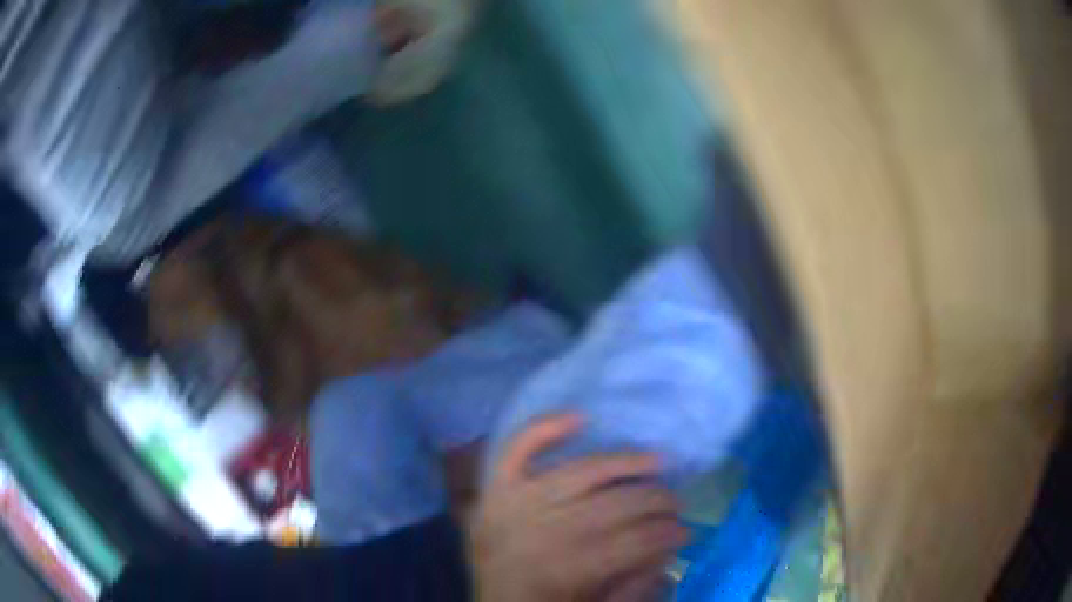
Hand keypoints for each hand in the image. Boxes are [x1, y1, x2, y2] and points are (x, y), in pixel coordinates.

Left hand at [470, 415, 686, 601]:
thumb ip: (634, 584)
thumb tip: (669, 548)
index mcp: (564, 571)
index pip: (632, 542)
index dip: (666, 534)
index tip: (686, 533)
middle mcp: (538, 532)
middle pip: (613, 504)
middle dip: (656, 501)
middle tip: (677, 504)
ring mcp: (513, 504)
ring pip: (580, 471)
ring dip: (624, 462)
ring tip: (656, 462)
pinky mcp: (495, 489)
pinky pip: (517, 449)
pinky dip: (545, 429)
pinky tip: (579, 417)